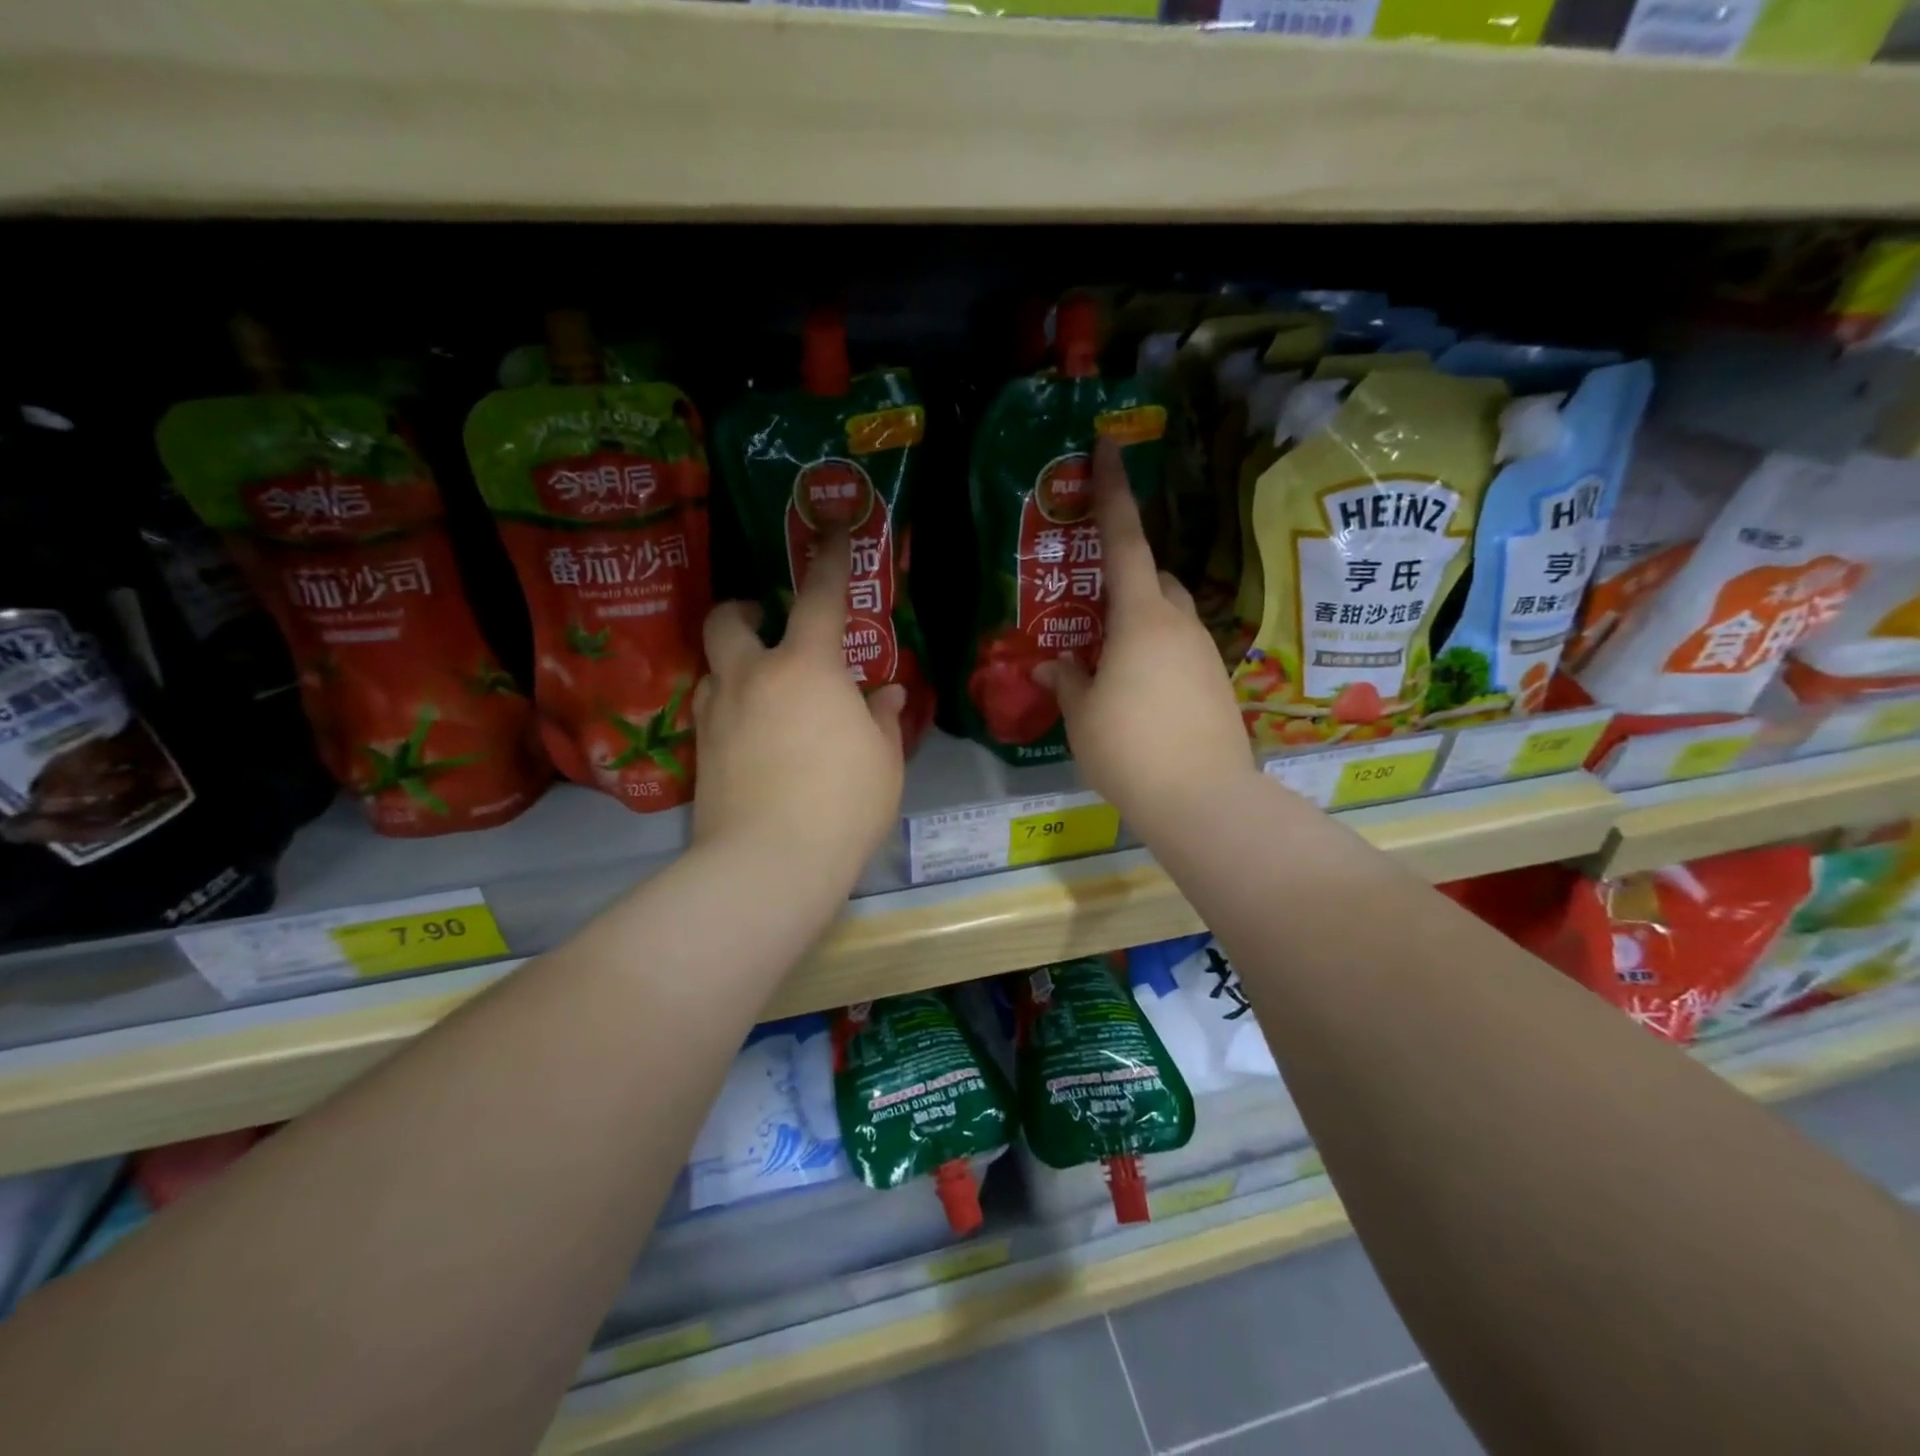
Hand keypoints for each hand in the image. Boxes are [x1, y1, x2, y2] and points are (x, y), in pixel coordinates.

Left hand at [692, 533, 905, 888]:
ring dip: (734, 664)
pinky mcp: (698, 753)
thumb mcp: (882, 759)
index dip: (830, 560)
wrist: (770, 863)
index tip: (832, 532)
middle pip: (728, 620)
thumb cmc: (843, 803)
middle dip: (743, 610)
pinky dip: (728, 707)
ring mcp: (717, 714)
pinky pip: (709, 710)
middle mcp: (752, 678)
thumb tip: (884, 694)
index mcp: (807, 668)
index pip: (820, 597)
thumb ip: (880, 717)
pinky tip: (749, 734)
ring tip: (762, 688)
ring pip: (713, 668)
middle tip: (765, 621)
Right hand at [1035, 437, 1254, 837]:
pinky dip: (1160, 656)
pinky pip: (1184, 652)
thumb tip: (1053, 667)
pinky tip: (1141, 694)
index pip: (1124, 543)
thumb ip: (1068, 683)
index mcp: (1141, 619)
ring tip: (1112, 662)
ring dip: (1144, 624)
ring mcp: (1205, 654)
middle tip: (1097, 608)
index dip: (1114, 494)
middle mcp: (1180, 624)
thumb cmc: (1129, 749)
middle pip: (1158, 580)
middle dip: (1131, 580)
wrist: (1202, 800)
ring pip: (1173, 617)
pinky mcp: (1219, 684)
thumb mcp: (1082, 716)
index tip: (1110, 447)